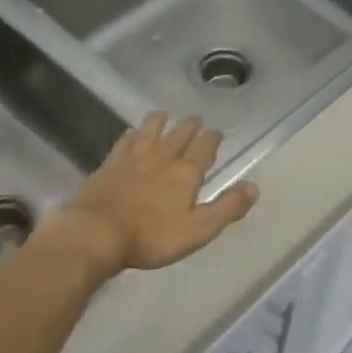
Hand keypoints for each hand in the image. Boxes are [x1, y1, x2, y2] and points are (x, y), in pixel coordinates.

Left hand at [40, 113, 258, 278]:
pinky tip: (132, 134)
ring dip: (161, 121)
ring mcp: (133, 157)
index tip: (217, 133)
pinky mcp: (110, 163)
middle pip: (179, 133)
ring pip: (151, 129)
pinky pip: (125, 140)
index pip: (204, 146)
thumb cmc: (152, 236)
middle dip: (191, 126)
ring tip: (165, 116)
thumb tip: (254, 186)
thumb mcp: (199, 230)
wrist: (97, 233)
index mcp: (186, 172)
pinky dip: (133, 134)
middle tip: (196, 121)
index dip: (212, 138)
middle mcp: (162, 156)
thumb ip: (227, 208)